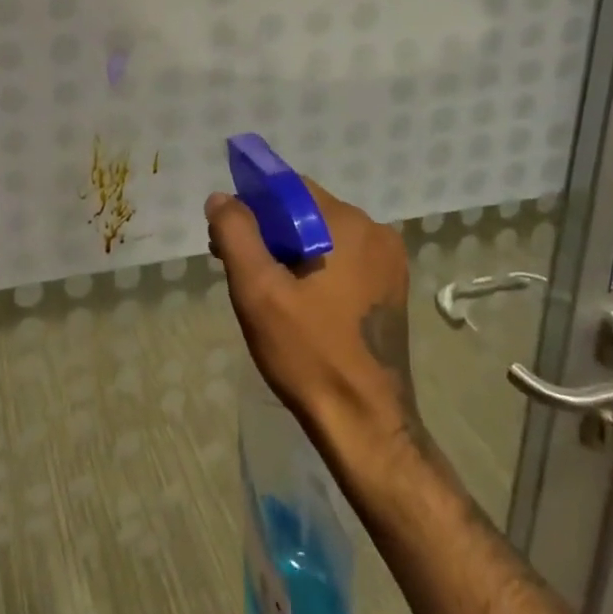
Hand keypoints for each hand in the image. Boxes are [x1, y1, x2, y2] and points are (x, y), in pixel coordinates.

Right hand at [206, 181, 424, 457]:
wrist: (366, 425)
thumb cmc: (309, 353)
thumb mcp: (258, 290)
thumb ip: (236, 233)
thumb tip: (222, 198)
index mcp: (350, 225)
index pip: (290, 188)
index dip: (253, 203)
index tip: (229, 236)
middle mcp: (376, 233)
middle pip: (306, 212)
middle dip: (269, 230)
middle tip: (238, 267)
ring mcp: (388, 263)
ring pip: (322, 236)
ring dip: (289, 251)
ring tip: (262, 288)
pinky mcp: (390, 289)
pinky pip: (341, 259)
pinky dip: (313, 268)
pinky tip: (294, 301)